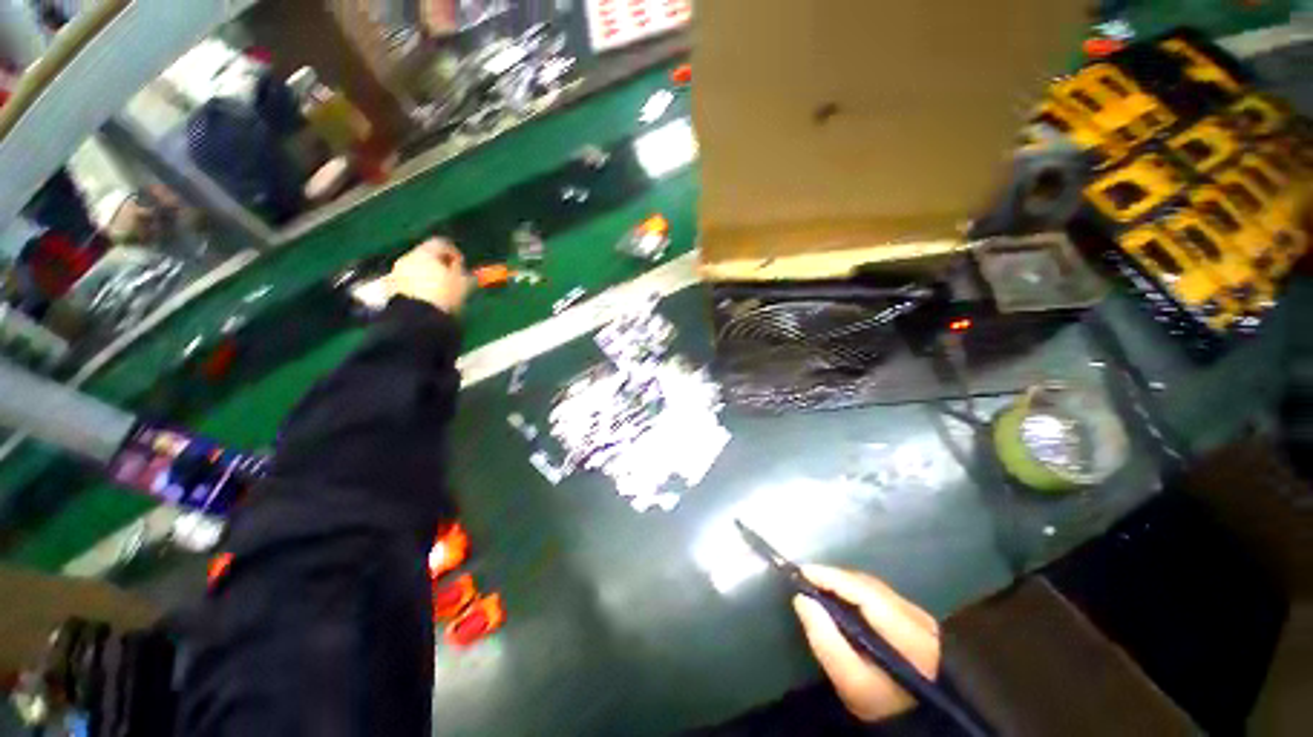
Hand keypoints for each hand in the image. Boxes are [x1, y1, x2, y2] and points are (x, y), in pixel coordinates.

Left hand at [388, 238, 471, 313]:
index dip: (454, 252)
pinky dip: (418, 285)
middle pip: (426, 255)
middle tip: (451, 277)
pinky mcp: (392, 287)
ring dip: (428, 275)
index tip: (462, 265)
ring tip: (440, 290)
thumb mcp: (463, 284)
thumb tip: (464, 269)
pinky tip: (428, 297)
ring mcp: (397, 272)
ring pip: (416, 268)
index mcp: (426, 252)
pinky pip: (409, 281)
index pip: (441, 243)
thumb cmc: (445, 295)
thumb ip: (464, 273)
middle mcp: (409, 257)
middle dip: (439, 264)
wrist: (416, 317)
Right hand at [793, 566, 940, 722]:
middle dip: (835, 578)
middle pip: (869, 586)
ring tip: (818, 583)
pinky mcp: (919, 621)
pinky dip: (857, 591)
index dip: (831, 577)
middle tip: (805, 577)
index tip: (801, 571)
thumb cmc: (882, 706)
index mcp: (907, 633)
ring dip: (844, 583)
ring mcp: (921, 617)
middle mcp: (917, 617)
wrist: (920, 723)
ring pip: (874, 588)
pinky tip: (841, 596)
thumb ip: (826, 641)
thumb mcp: (851, 682)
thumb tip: (802, 599)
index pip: (864, 592)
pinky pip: (881, 595)